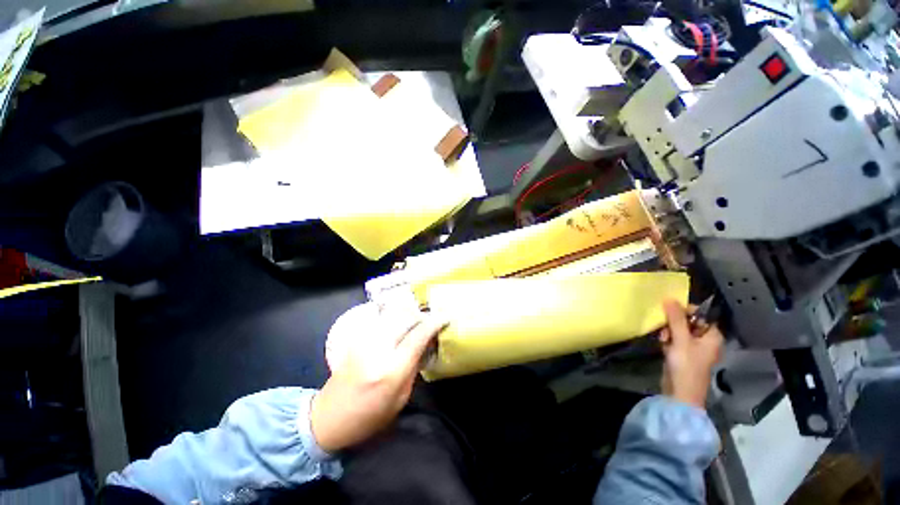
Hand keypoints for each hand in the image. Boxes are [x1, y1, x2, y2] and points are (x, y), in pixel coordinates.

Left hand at [310, 302, 448, 452]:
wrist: (327, 418)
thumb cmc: (368, 418)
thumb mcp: (400, 399)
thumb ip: (414, 368)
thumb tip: (425, 344)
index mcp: (391, 370)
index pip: (418, 336)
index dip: (434, 323)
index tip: (446, 316)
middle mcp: (377, 348)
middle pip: (405, 318)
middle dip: (422, 315)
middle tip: (432, 319)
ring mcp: (364, 340)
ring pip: (393, 314)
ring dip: (409, 313)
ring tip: (418, 320)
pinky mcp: (356, 337)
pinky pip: (382, 319)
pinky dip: (396, 317)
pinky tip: (401, 323)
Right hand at [659, 300, 723, 408]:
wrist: (680, 392)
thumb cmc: (686, 365)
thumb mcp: (681, 340)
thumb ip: (675, 319)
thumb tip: (670, 298)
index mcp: (712, 336)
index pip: (700, 315)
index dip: (685, 311)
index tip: (670, 313)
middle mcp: (705, 340)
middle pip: (687, 322)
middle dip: (673, 323)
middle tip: (666, 330)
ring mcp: (693, 348)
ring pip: (678, 330)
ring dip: (668, 332)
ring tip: (663, 339)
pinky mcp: (682, 354)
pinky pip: (674, 339)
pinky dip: (667, 340)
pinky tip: (663, 345)